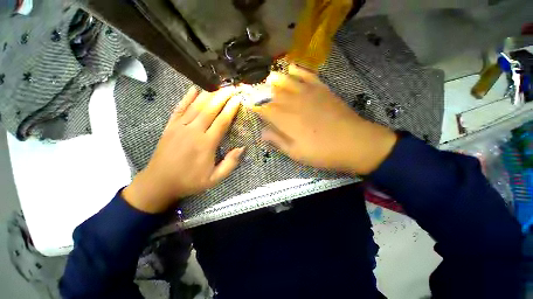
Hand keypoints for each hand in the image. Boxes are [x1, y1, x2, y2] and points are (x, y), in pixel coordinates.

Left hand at [123, 86, 243, 212]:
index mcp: (206, 144)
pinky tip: (194, 89)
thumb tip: (242, 148)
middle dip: (222, 97)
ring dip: (209, 95)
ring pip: (196, 106)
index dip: (231, 109)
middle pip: (210, 109)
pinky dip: (187, 98)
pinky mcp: (170, 126)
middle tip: (232, 88)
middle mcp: (193, 131)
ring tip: (219, 86)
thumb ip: (230, 164)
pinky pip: (179, 108)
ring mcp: (179, 127)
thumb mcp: (214, 179)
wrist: (159, 183)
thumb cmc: (190, 181)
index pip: (222, 122)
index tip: (238, 99)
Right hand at [252, 65, 396, 175]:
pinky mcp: (321, 89)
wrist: (354, 143)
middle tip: (251, 89)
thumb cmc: (321, 152)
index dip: (252, 103)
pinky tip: (290, 69)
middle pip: (270, 92)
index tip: (245, 100)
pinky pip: (305, 74)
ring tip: (267, 80)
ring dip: (273, 79)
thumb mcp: (295, 153)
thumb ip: (277, 140)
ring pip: (285, 79)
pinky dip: (296, 70)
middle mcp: (292, 102)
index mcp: (284, 119)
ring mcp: (307, 92)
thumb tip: (263, 132)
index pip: (262, 107)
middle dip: (258, 90)